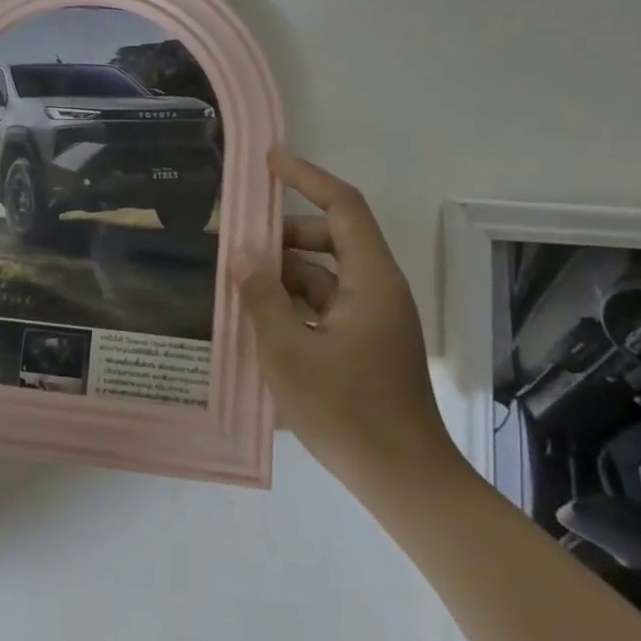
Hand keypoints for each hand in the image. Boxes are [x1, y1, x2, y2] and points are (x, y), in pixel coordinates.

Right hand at [238, 149, 455, 483]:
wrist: (403, 480)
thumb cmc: (348, 412)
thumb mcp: (290, 352)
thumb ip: (263, 297)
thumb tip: (241, 253)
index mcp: (370, 280)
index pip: (342, 207)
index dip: (306, 177)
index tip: (269, 160)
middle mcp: (375, 289)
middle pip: (329, 238)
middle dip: (282, 234)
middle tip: (237, 240)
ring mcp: (371, 318)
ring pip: (322, 274)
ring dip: (282, 272)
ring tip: (237, 282)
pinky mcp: (363, 343)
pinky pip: (323, 304)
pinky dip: (292, 302)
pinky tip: (257, 317)